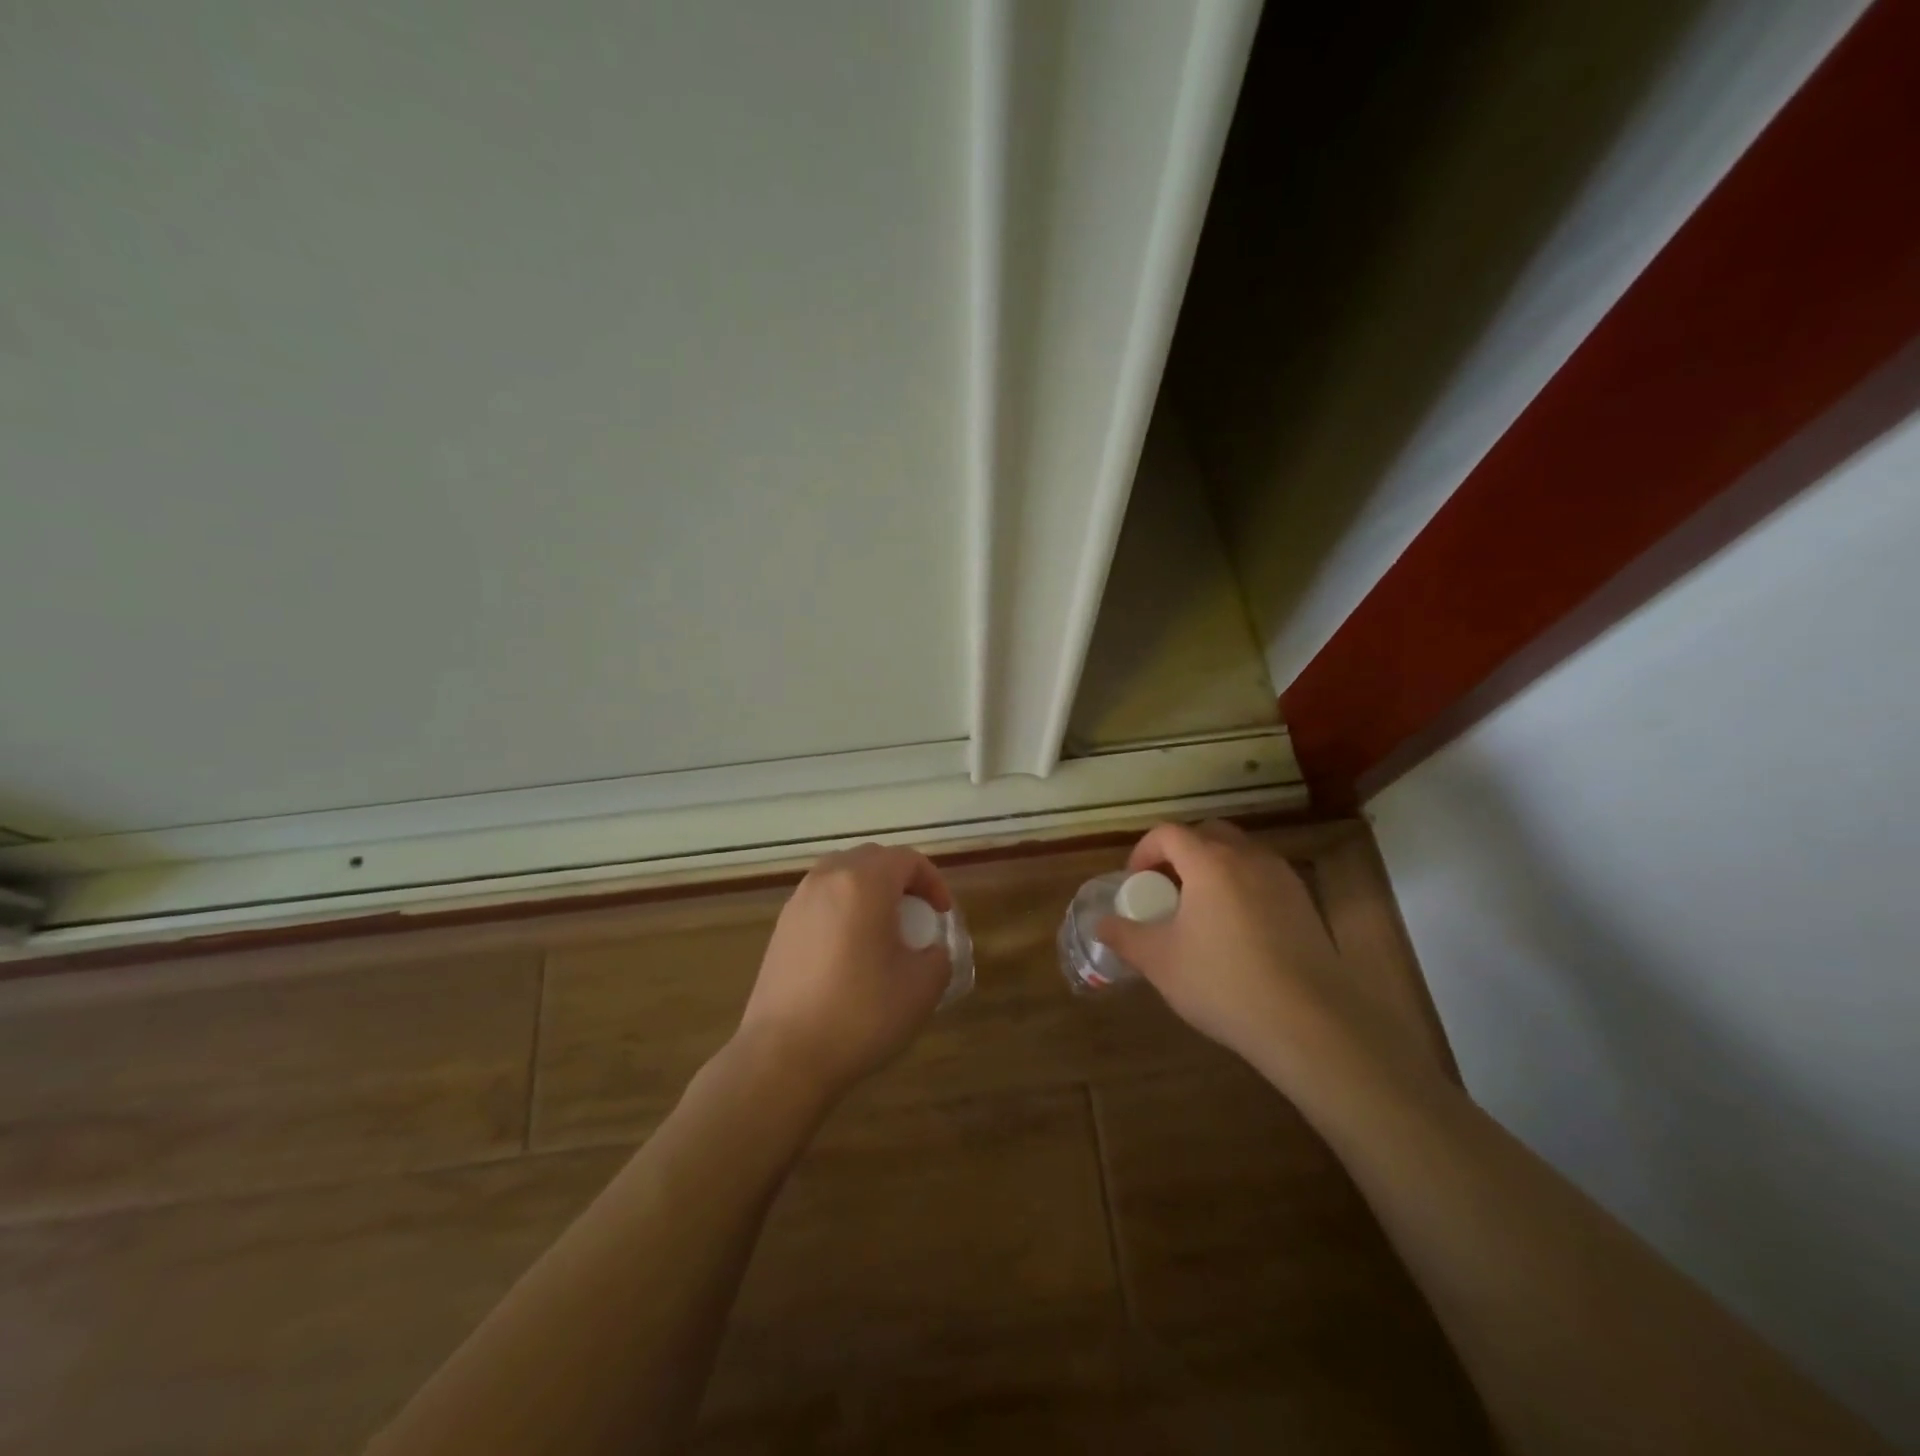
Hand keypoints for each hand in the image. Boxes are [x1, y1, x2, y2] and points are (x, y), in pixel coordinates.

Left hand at [735, 843, 953, 1102]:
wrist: (784, 1057)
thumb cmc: (861, 1014)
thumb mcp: (922, 987)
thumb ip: (938, 957)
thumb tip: (930, 950)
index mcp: (864, 882)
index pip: (907, 859)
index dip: (933, 881)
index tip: (942, 915)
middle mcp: (827, 879)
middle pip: (871, 858)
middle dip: (901, 879)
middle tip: (917, 915)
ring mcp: (798, 902)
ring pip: (842, 875)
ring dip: (869, 891)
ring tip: (883, 930)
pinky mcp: (781, 928)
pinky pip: (821, 900)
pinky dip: (843, 909)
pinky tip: (850, 951)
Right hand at [1095, 821, 1403, 1096]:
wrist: (1309, 1023)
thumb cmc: (1223, 983)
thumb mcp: (1160, 962)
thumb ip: (1125, 936)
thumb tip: (1101, 924)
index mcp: (1209, 862)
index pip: (1168, 833)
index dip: (1143, 851)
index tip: (1135, 882)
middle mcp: (1248, 857)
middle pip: (1207, 833)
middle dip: (1180, 852)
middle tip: (1166, 888)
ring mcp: (1282, 877)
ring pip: (1239, 853)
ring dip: (1213, 867)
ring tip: (1200, 910)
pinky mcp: (1305, 902)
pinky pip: (1263, 877)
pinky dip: (1241, 886)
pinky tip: (1237, 930)